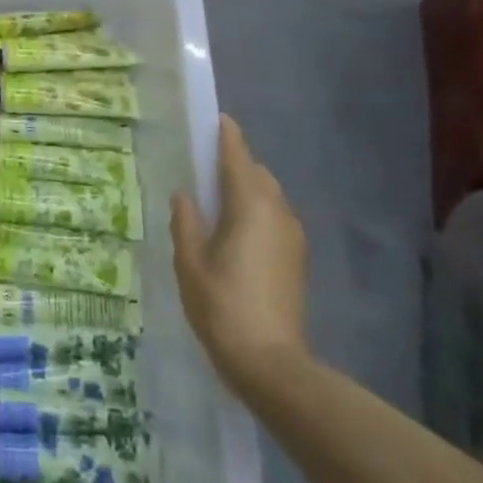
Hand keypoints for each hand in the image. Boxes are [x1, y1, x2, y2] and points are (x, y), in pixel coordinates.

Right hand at [172, 115, 309, 399]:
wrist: (272, 364)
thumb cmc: (223, 306)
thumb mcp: (190, 262)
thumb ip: (186, 221)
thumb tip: (185, 194)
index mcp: (250, 205)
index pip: (238, 156)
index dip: (226, 135)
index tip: (216, 118)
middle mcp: (277, 211)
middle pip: (256, 173)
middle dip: (234, 163)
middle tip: (204, 167)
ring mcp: (292, 236)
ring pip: (268, 196)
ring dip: (246, 189)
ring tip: (216, 202)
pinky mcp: (297, 259)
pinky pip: (274, 218)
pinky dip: (256, 212)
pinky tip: (234, 232)